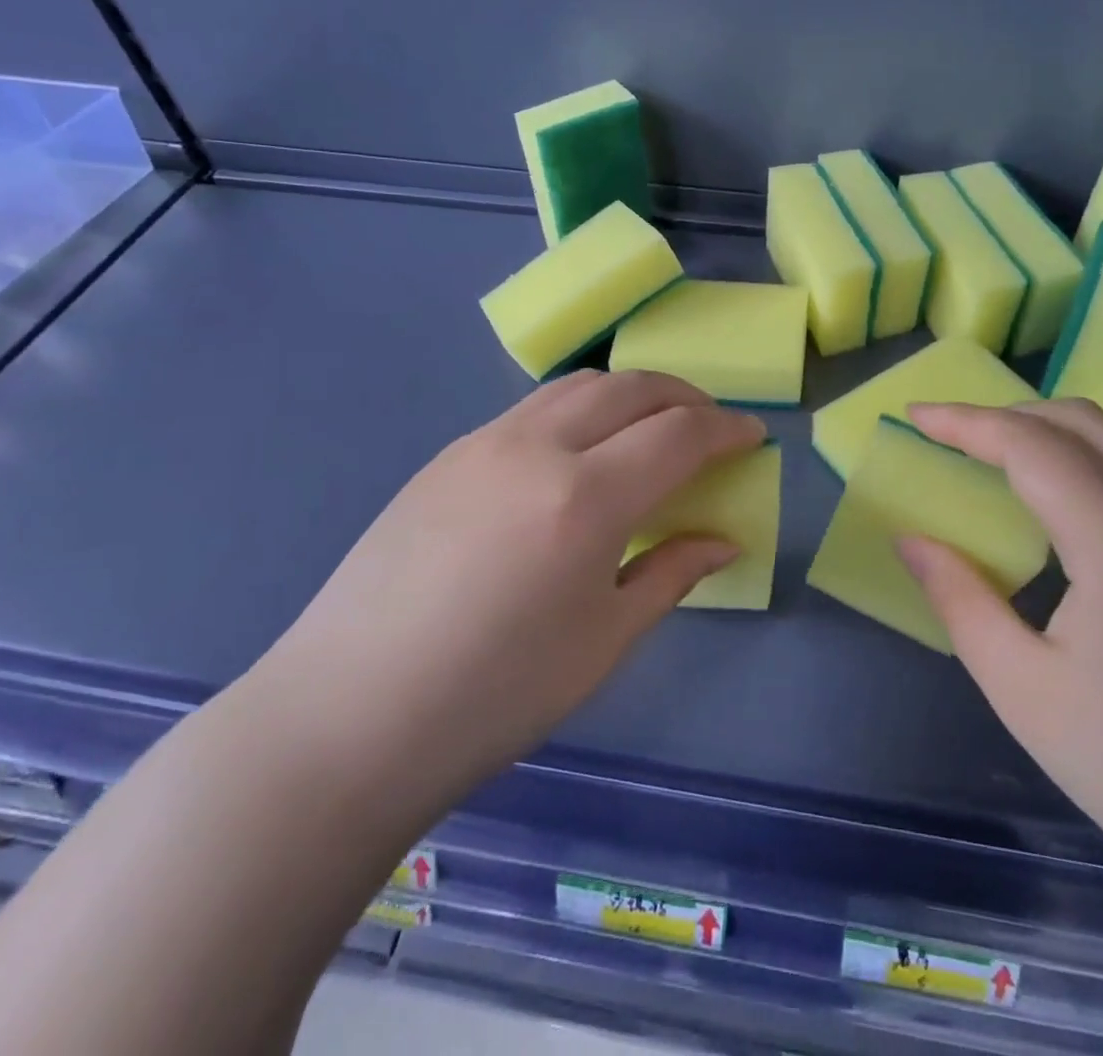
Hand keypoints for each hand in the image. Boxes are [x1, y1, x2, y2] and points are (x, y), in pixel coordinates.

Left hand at [262, 370, 764, 803]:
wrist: (348, 715)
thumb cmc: (494, 696)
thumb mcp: (603, 642)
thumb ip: (671, 573)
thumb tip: (724, 540)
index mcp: (586, 498)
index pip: (679, 434)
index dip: (727, 429)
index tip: (754, 436)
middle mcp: (537, 447)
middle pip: (631, 388)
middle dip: (685, 397)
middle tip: (711, 426)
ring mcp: (484, 442)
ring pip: (577, 386)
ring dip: (629, 393)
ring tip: (651, 428)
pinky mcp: (447, 454)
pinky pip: (532, 408)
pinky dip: (579, 409)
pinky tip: (579, 453)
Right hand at [895, 400, 1102, 913]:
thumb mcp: (1022, 688)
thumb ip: (959, 599)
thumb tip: (911, 540)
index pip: (1032, 447)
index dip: (967, 423)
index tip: (915, 415)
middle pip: (1083, 423)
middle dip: (1008, 413)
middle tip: (952, 434)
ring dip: (1049, 431)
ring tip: (993, 455)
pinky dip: (1084, 459)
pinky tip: (1057, 501)